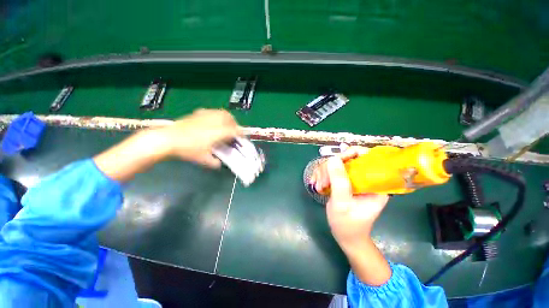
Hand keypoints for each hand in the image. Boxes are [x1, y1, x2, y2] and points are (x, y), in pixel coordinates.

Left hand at [94, 109, 240, 181]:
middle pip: (230, 118)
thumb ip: (215, 163)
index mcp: (218, 133)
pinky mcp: (198, 114)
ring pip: (222, 113)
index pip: (235, 131)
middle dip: (235, 125)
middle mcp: (214, 122)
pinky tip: (213, 122)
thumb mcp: (203, 160)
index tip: (242, 139)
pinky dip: (217, 116)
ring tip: (226, 126)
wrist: (167, 139)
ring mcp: (206, 116)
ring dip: (227, 119)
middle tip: (234, 132)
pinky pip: (213, 112)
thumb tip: (220, 163)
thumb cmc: (187, 150)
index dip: (241, 134)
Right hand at [311, 147, 388, 248]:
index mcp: (374, 183)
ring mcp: (353, 179)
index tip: (336, 160)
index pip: (367, 157)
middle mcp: (365, 178)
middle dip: (331, 167)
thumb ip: (339, 181)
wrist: (345, 236)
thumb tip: (333, 158)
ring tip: (320, 186)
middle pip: (347, 158)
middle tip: (323, 182)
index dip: (352, 153)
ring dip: (324, 172)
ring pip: (336, 163)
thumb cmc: (348, 224)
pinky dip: (321, 175)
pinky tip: (318, 185)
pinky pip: (330, 170)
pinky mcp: (343, 181)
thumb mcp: (342, 204)